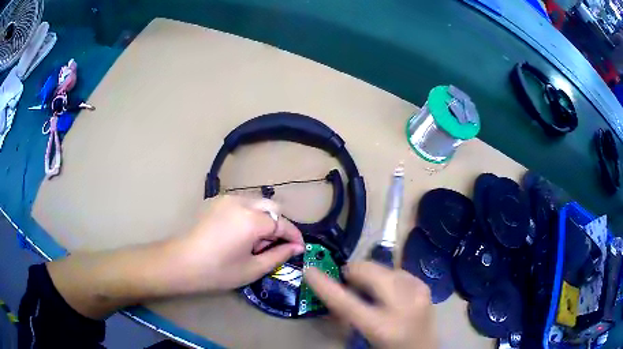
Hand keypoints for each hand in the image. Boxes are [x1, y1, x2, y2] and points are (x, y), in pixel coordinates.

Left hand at [176, 195, 305, 292]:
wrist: (181, 262)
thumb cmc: (217, 271)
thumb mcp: (252, 269)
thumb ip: (278, 255)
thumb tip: (296, 248)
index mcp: (251, 220)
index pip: (282, 224)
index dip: (294, 236)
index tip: (300, 248)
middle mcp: (241, 202)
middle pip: (272, 207)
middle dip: (279, 226)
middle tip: (272, 246)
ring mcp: (227, 199)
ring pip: (257, 203)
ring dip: (264, 219)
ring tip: (254, 241)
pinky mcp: (216, 201)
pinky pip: (242, 203)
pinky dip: (250, 215)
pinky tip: (240, 233)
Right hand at [305, 262, 436, 348]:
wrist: (423, 348)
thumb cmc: (388, 348)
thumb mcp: (362, 337)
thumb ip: (345, 317)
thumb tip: (332, 293)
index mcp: (382, 327)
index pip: (346, 302)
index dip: (325, 285)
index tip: (309, 270)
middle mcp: (403, 306)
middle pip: (370, 273)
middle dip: (353, 272)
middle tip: (347, 281)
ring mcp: (417, 293)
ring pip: (383, 268)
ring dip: (371, 276)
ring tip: (370, 290)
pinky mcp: (425, 286)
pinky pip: (398, 271)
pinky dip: (387, 277)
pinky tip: (388, 291)